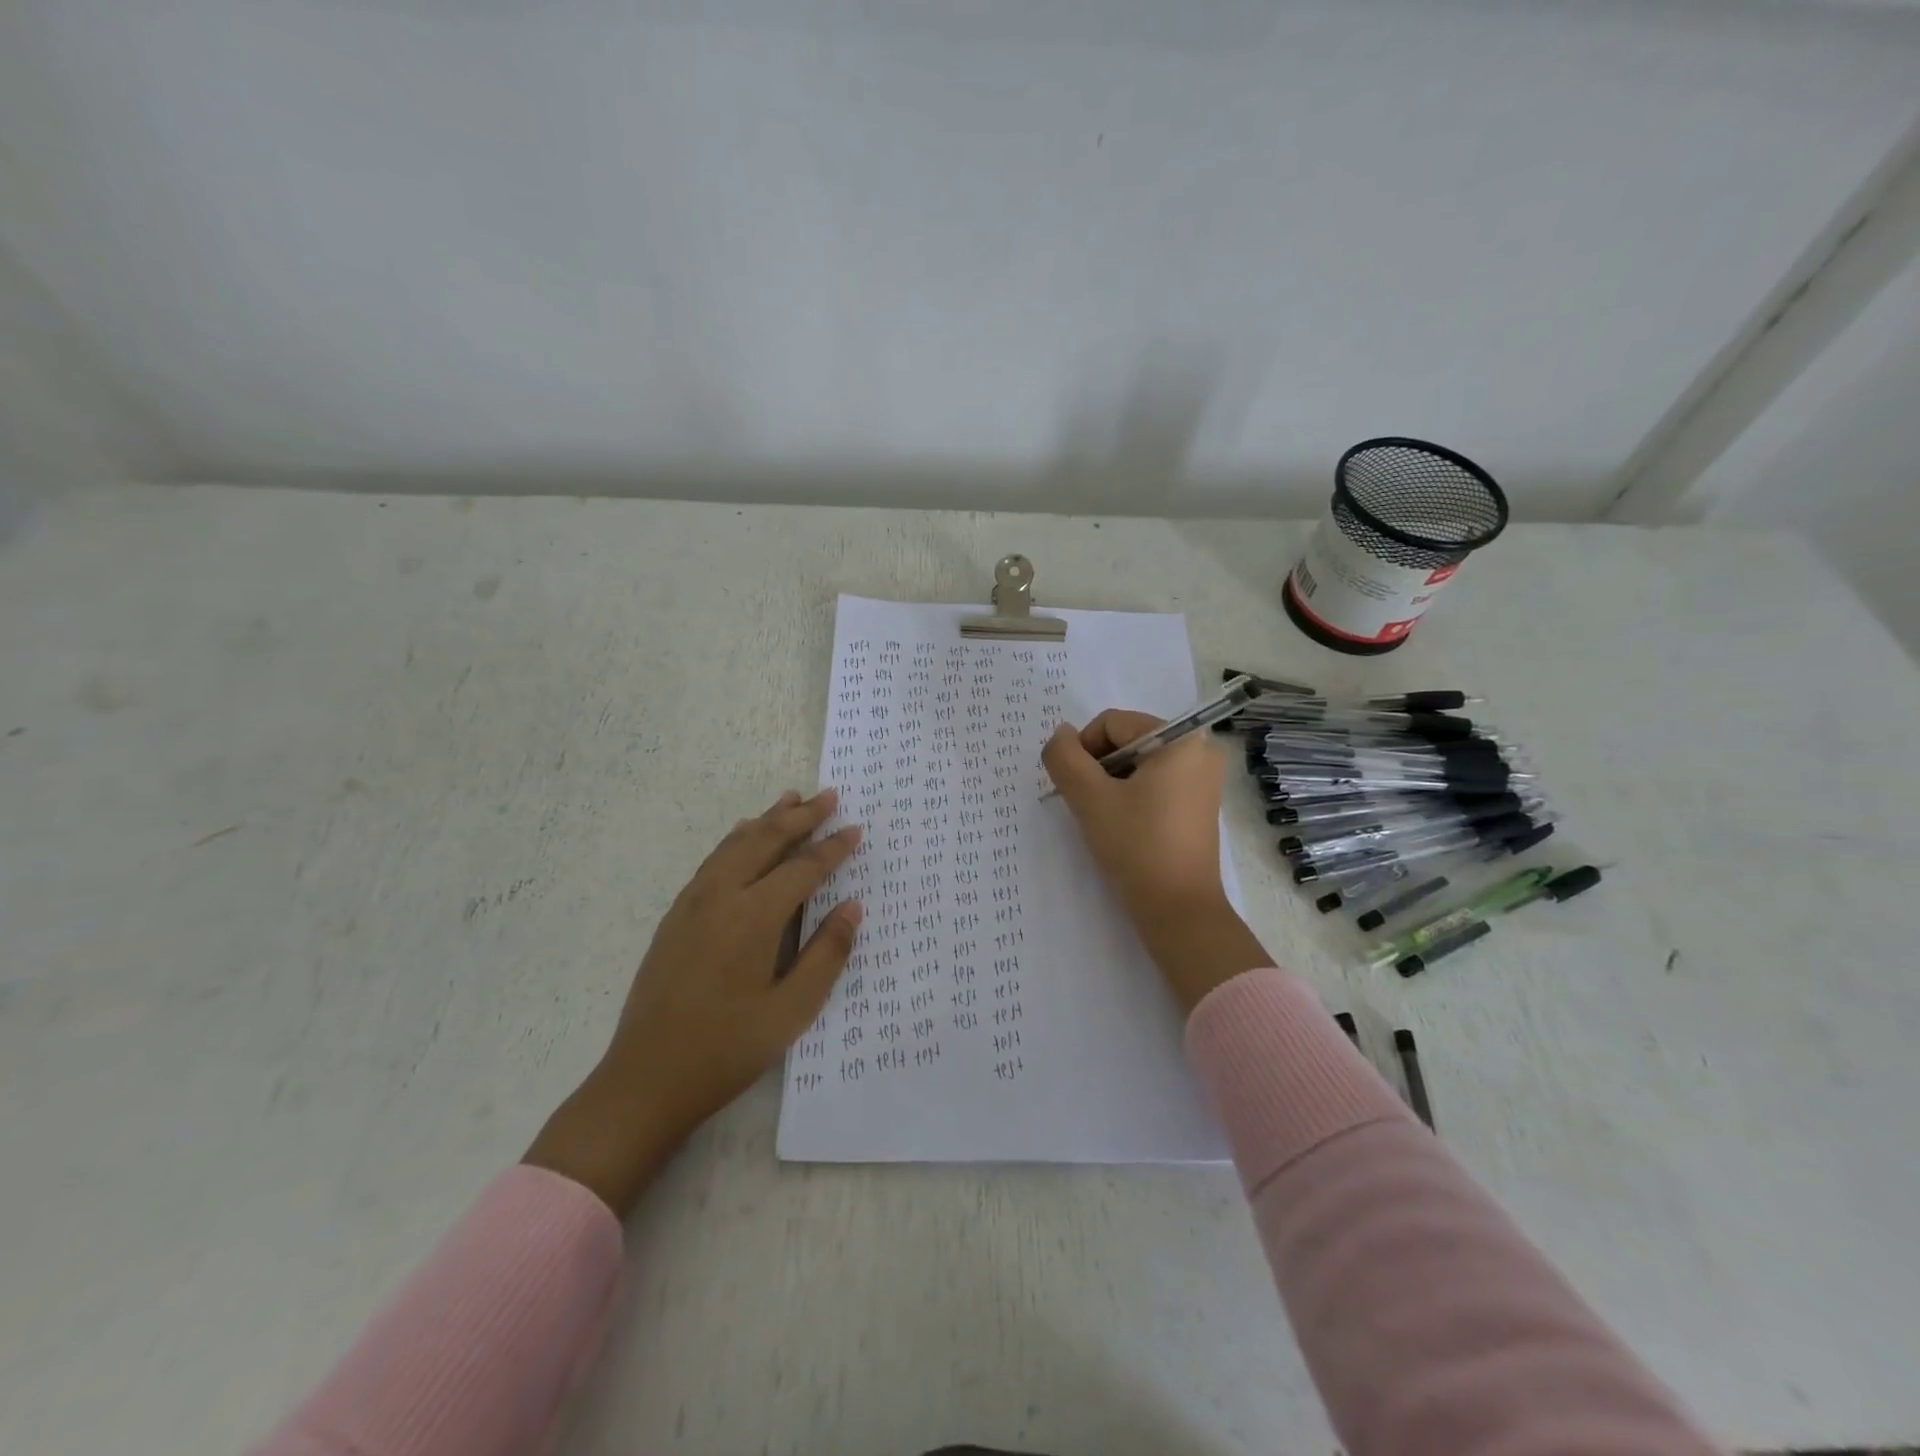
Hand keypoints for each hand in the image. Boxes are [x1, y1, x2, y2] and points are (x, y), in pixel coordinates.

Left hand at [524, 789, 861, 1215]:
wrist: (645, 1079)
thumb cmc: (727, 1049)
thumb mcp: (792, 1011)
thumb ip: (827, 954)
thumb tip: (852, 906)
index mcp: (753, 917)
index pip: (803, 868)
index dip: (833, 847)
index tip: (856, 829)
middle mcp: (721, 896)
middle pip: (766, 840)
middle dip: (801, 815)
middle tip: (830, 796)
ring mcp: (692, 902)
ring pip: (736, 843)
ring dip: (768, 818)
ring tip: (792, 799)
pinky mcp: (675, 915)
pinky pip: (714, 859)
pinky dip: (738, 838)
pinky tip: (744, 836)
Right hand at [1042, 712, 1271, 1012]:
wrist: (1177, 908)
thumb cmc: (1135, 845)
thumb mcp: (1089, 797)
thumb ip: (1064, 757)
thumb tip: (1061, 735)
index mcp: (1181, 738)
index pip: (1112, 723)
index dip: (1083, 750)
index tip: (1076, 788)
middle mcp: (1200, 750)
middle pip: (1127, 740)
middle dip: (1099, 768)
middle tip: (1089, 804)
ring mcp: (1204, 778)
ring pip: (1139, 763)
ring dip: (1112, 783)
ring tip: (1105, 818)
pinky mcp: (1200, 804)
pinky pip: (1156, 782)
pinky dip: (1132, 796)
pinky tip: (1123, 826)